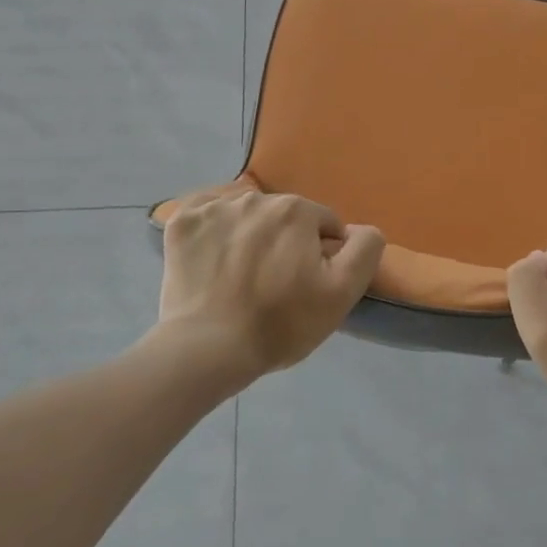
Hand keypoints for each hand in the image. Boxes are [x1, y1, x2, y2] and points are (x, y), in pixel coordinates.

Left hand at [159, 188, 384, 381]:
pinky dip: (212, 231)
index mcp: (296, 210)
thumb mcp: (342, 293)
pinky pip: (206, 215)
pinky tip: (212, 259)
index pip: (323, 225)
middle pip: (284, 217)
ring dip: (250, 236)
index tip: (306, 285)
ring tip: (240, 278)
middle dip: (285, 243)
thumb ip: (364, 250)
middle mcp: (256, 198)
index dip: (321, 256)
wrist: (207, 349)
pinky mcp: (181, 223)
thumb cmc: (280, 323)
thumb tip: (360, 228)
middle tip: (274, 285)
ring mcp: (213, 207)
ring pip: (246, 216)